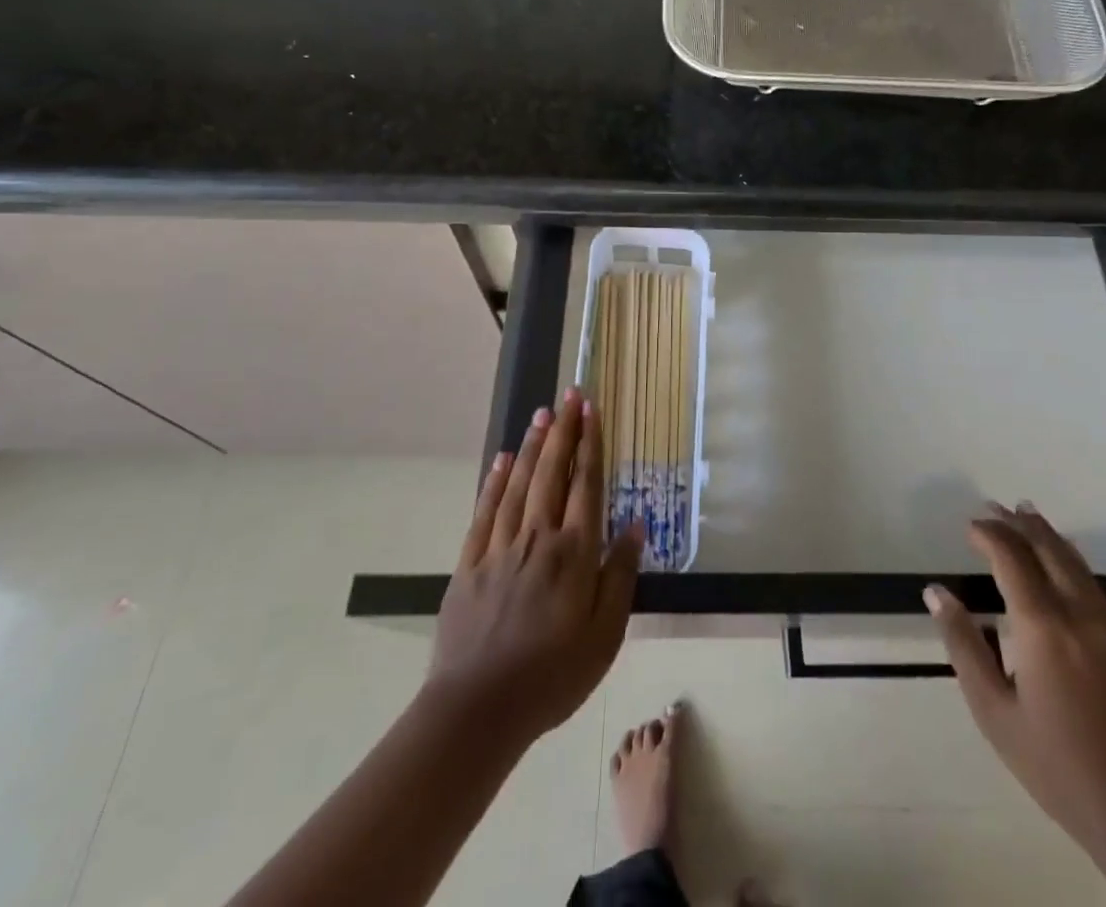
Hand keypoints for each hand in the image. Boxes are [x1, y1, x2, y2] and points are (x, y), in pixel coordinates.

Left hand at [428, 388, 640, 749]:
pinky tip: (502, 460)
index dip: (591, 444)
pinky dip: (494, 481)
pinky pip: (484, 511)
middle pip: (552, 472)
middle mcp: (537, 538)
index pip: (586, 485)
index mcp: (573, 553)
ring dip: (532, 445)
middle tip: (569, 395)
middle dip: (563, 431)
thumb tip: (635, 525)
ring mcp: (499, 547)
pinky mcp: (470, 563)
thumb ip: (620, 576)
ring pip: (518, 483)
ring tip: (542, 414)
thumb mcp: (605, 636)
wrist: (477, 711)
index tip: (592, 410)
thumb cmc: (552, 677)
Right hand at [926, 503, 1105, 855]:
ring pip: (1076, 563)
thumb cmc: (1056, 765)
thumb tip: (936, 592)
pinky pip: (1093, 584)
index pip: (1012, 558)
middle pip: (1048, 549)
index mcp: (1042, 625)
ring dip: (1048, 535)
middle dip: (1019, 524)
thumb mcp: (994, 711)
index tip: (969, 526)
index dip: (989, 534)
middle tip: (995, 507)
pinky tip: (1063, 563)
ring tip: (1027, 515)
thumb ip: (963, 645)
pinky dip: (1070, 559)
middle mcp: (1079, 613)